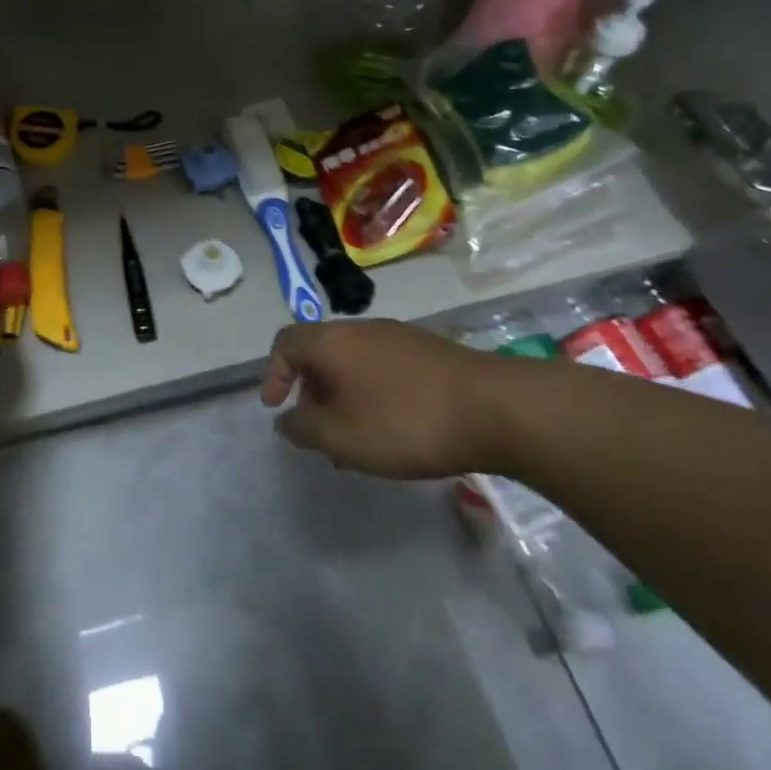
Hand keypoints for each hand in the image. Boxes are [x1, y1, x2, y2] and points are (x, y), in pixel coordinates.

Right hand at [260, 320, 505, 478]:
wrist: (497, 409)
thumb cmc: (404, 421)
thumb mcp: (340, 436)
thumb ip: (303, 428)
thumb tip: (286, 420)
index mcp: (331, 341)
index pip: (285, 343)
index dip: (273, 374)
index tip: (277, 409)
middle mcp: (360, 329)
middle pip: (320, 353)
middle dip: (311, 392)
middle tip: (319, 432)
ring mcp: (399, 337)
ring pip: (354, 364)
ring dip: (344, 398)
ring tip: (357, 440)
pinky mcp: (430, 353)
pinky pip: (384, 369)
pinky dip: (374, 395)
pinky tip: (395, 430)